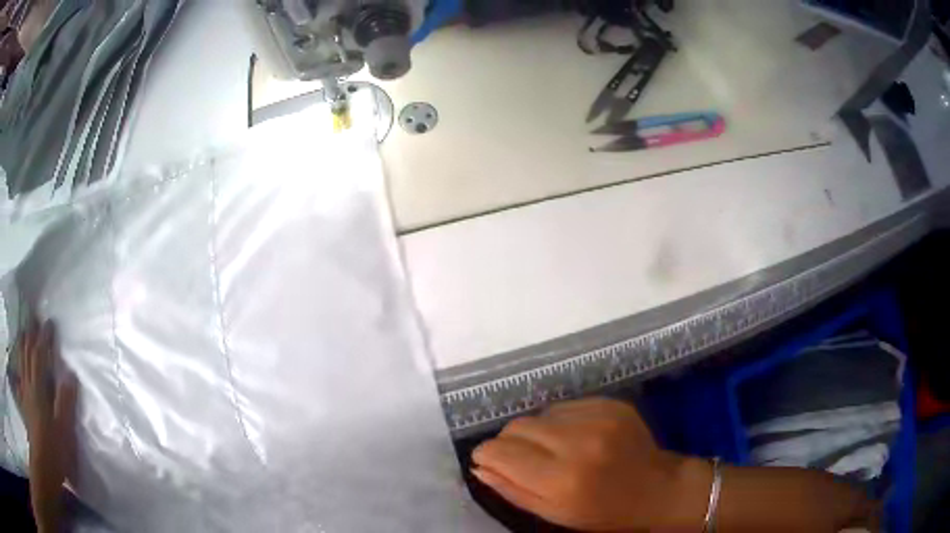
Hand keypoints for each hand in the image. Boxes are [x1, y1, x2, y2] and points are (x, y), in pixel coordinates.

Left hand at [18, 319, 77, 532]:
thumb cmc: (53, 449)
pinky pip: (19, 382)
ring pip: (21, 363)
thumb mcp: (63, 430)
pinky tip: (19, 374)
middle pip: (27, 354)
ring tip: (24, 334)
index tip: (49, 323)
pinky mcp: (24, 406)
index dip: (44, 338)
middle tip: (33, 319)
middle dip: (30, 335)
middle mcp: (28, 385)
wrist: (43, 465)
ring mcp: (24, 395)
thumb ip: (65, 402)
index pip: (39, 355)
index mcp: (38, 389)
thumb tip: (70, 374)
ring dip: (22, 346)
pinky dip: (19, 372)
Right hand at [471, 398, 710, 531]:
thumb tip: (479, 466)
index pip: (501, 452)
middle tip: (521, 459)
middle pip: (516, 426)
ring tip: (553, 450)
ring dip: (536, 432)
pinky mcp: (610, 403)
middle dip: (508, 442)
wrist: (657, 489)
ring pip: (539, 414)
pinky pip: (564, 406)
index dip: (487, 454)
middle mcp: (578, 442)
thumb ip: (512, 490)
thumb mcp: (554, 514)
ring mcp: (598, 417)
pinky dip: (559, 422)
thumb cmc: (603, 513)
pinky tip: (575, 438)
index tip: (487, 460)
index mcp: (562, 479)